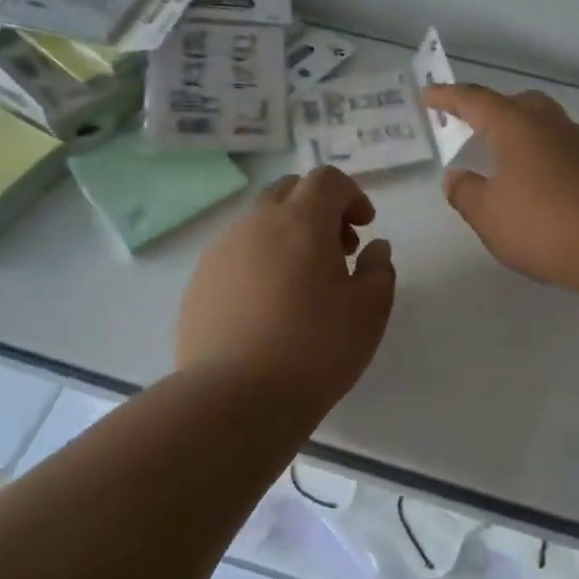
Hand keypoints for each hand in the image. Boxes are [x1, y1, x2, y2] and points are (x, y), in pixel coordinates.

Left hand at [176, 166, 396, 406]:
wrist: (235, 399)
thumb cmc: (316, 349)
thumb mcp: (370, 311)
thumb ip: (379, 269)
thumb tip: (374, 248)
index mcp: (301, 221)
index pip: (326, 179)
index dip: (351, 194)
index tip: (364, 227)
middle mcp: (256, 223)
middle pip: (288, 190)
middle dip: (318, 208)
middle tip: (337, 249)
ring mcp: (221, 251)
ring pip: (259, 222)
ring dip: (287, 234)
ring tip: (302, 282)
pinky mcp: (199, 282)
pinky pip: (236, 253)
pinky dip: (259, 261)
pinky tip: (268, 305)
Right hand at [422, 84, 578, 290]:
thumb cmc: (543, 223)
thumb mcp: (488, 214)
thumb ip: (466, 193)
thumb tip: (457, 177)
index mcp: (516, 126)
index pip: (475, 101)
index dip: (449, 98)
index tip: (429, 95)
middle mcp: (550, 125)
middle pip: (518, 104)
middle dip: (493, 110)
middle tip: (474, 126)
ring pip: (545, 125)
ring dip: (522, 135)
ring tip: (506, 161)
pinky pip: (563, 150)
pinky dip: (543, 157)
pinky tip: (539, 186)